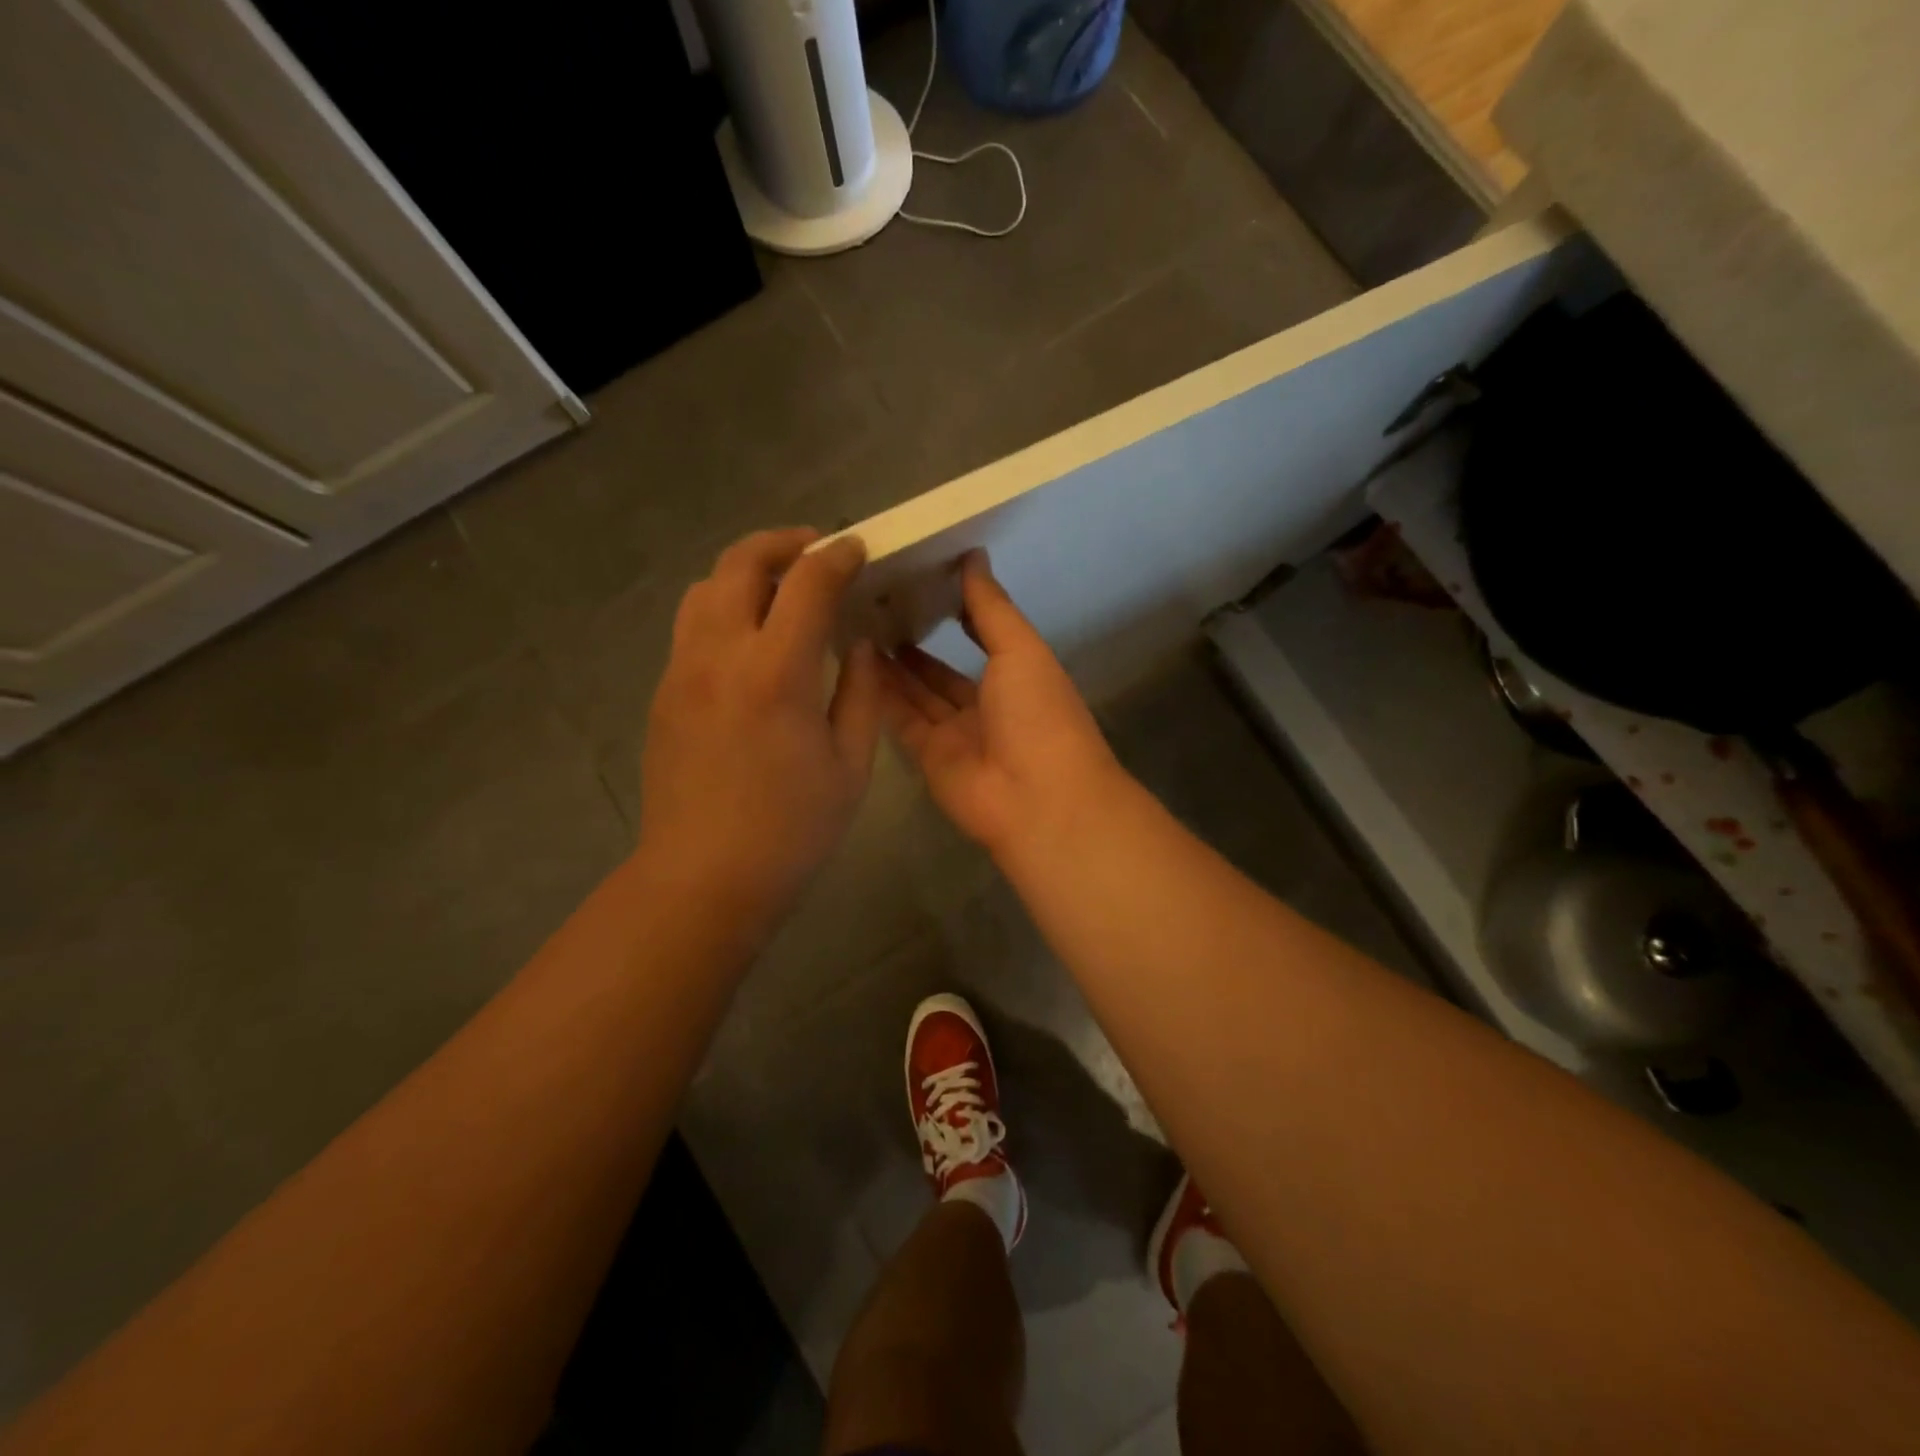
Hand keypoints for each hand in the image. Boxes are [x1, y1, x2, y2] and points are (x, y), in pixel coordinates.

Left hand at [638, 528, 880, 936]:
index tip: (856, 549)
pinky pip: (692, 626)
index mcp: (776, 672)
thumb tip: (857, 647)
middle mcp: (721, 654)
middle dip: (782, 543)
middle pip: (740, 564)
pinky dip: (723, 608)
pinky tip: (751, 639)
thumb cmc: (791, 829)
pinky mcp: (664, 692)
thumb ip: (860, 694)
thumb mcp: (850, 766)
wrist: (704, 877)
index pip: (808, 583)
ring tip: (779, 588)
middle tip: (815, 549)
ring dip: (745, 571)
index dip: (836, 556)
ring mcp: (683, 671)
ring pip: (705, 588)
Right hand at [877, 551, 1128, 859]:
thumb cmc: (1039, 714)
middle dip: (913, 642)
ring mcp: (956, 735)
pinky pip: (901, 721)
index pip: (980, 636)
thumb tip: (974, 556)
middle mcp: (985, 705)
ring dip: (891, 667)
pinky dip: (880, 697)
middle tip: (871, 606)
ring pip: (917, 695)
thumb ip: (991, 607)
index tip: (918, 580)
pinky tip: (853, 663)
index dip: (953, 611)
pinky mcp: (928, 759)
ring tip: (855, 627)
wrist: (1038, 800)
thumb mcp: (1020, 649)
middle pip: (941, 671)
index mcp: (1017, 676)